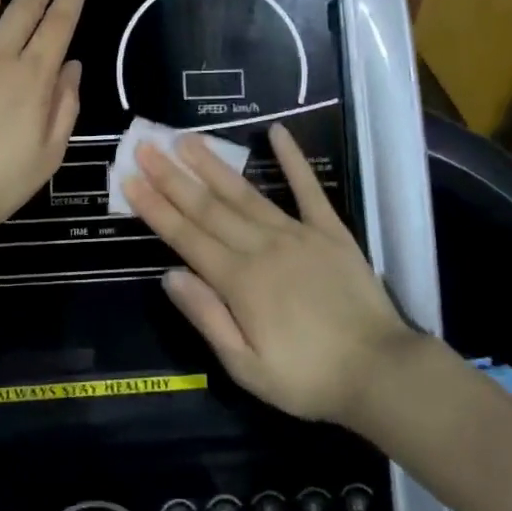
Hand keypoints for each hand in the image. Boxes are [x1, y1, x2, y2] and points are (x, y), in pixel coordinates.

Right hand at [123, 122, 414, 426]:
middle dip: (172, 177)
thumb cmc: (308, 378)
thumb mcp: (246, 367)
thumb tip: (170, 275)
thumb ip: (207, 317)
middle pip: (208, 207)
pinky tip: (277, 132)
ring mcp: (297, 234)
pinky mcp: (330, 231)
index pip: (185, 237)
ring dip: (213, 165)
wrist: (382, 373)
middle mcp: (261, 247)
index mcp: (239, 281)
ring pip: (245, 193)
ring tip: (186, 139)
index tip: (130, 179)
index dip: (155, 208)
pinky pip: (308, 189)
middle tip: (146, 146)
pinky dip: (292, 160)